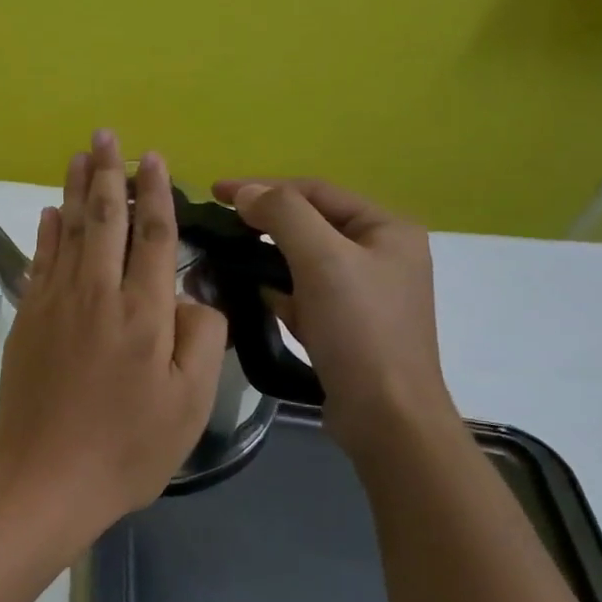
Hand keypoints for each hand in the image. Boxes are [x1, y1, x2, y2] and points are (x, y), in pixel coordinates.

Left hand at [0, 132, 226, 532]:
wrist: (45, 474)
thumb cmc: (127, 447)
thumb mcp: (189, 403)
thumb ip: (200, 338)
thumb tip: (190, 294)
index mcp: (144, 313)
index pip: (154, 236)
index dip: (156, 194)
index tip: (154, 159)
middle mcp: (97, 294)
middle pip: (105, 219)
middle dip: (108, 174)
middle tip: (107, 135)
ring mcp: (56, 302)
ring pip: (67, 231)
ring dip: (75, 189)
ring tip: (80, 154)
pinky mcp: (27, 317)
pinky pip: (39, 260)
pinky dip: (46, 232)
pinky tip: (49, 211)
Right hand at [211, 177, 456, 453]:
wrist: (386, 416)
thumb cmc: (359, 329)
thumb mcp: (322, 259)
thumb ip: (283, 214)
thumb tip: (246, 193)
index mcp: (387, 229)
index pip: (315, 191)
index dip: (263, 186)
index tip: (215, 192)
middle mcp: (381, 254)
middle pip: (310, 222)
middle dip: (264, 221)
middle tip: (219, 224)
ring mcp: (364, 291)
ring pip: (303, 258)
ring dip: (266, 254)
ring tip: (226, 255)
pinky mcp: (346, 323)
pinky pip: (303, 291)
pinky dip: (276, 287)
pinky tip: (251, 293)